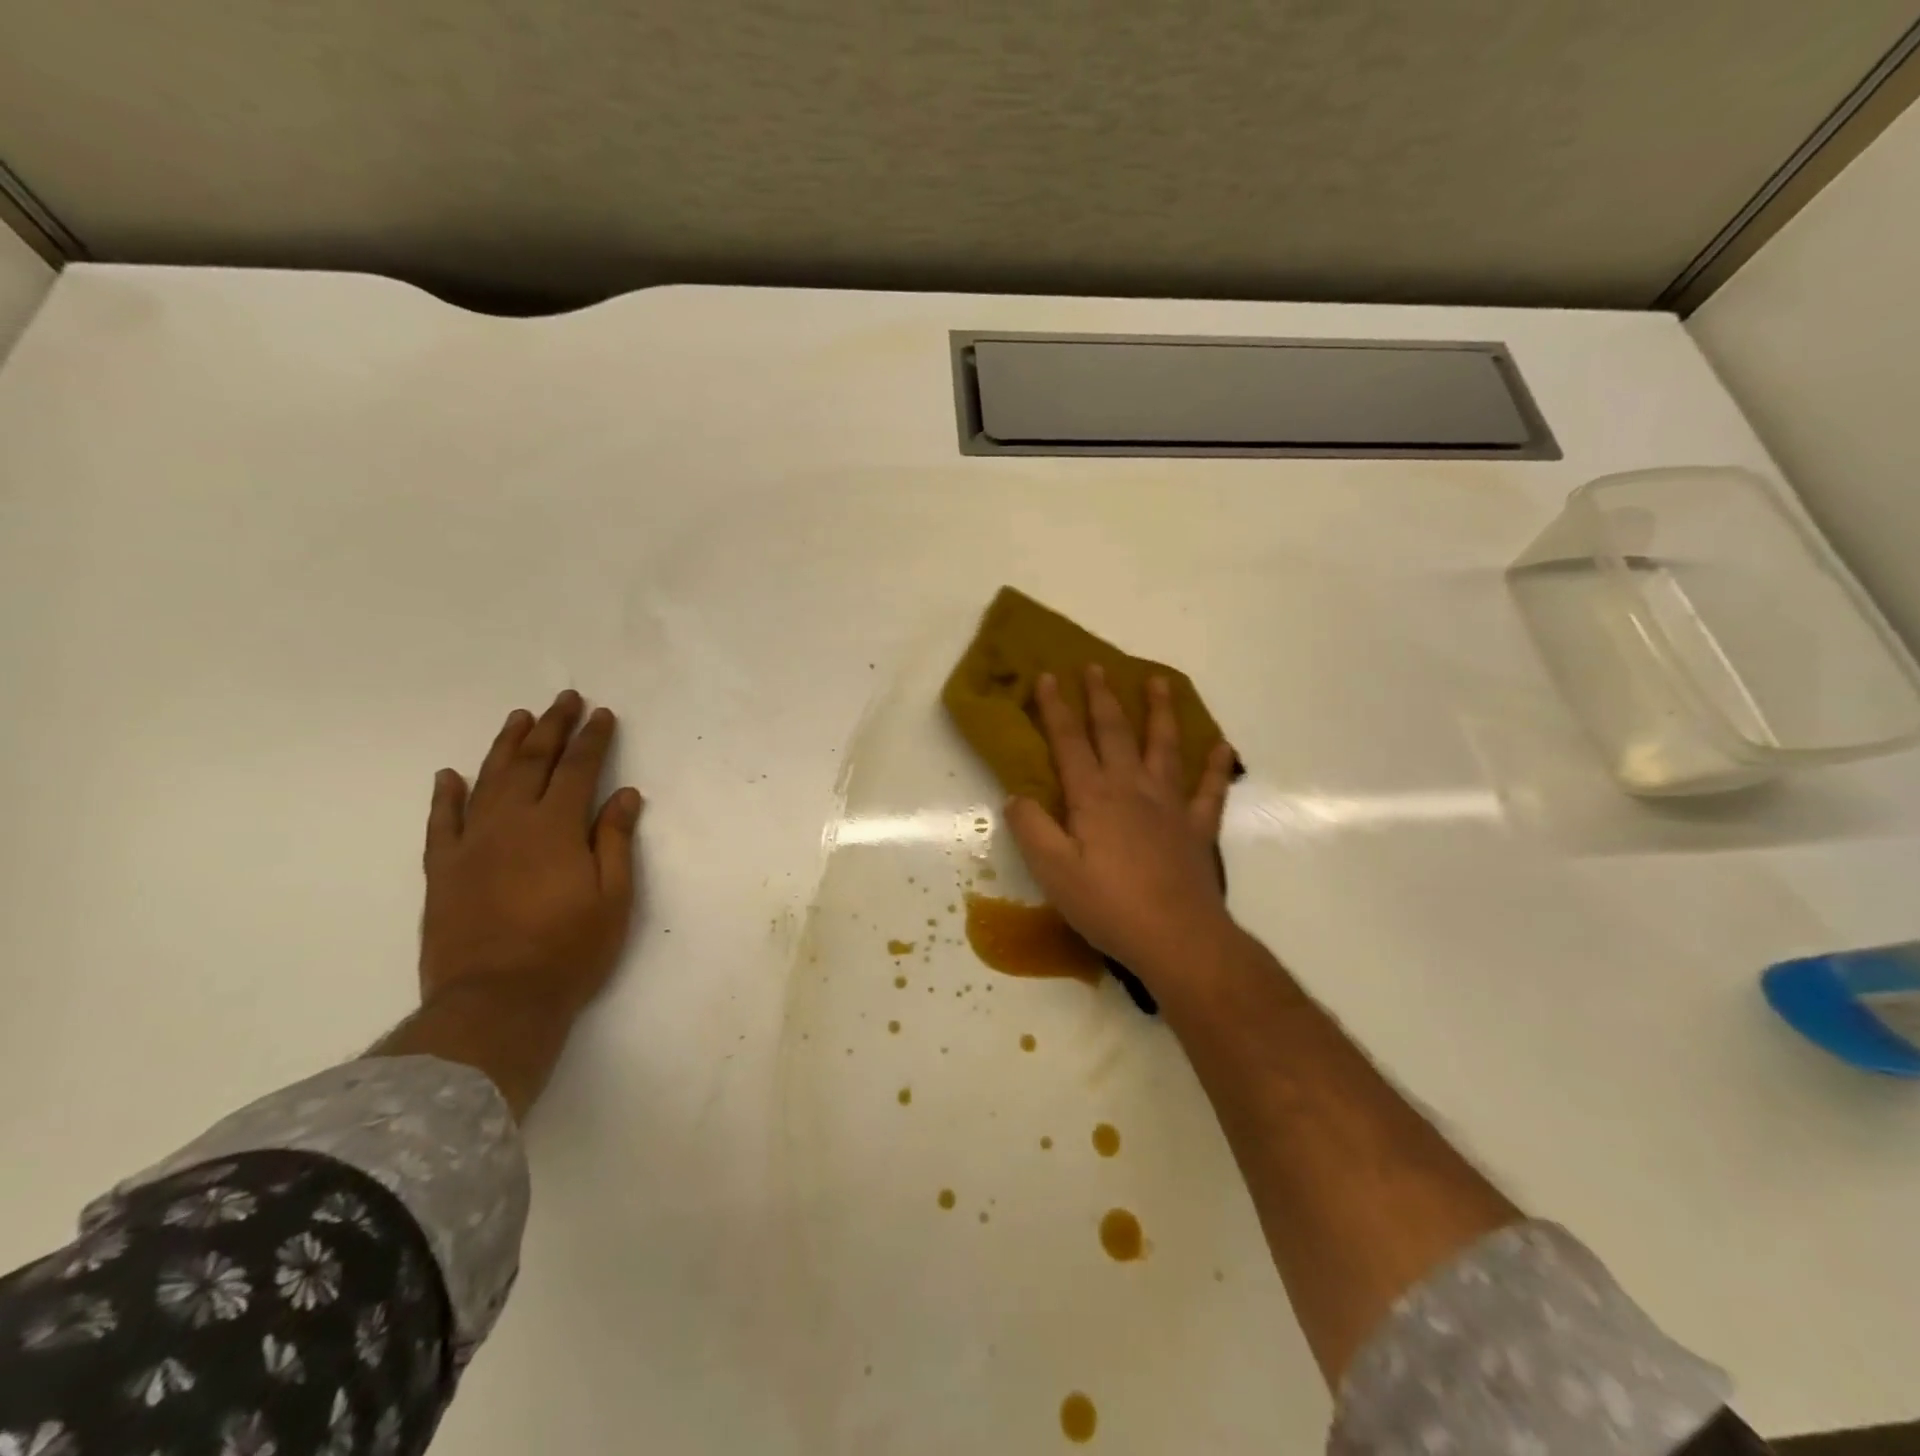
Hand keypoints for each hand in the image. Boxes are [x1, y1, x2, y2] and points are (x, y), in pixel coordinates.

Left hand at [419, 690, 643, 1019]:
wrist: (495, 1003)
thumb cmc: (569, 951)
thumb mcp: (613, 897)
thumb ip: (615, 840)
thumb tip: (624, 794)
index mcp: (556, 828)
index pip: (579, 769)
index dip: (593, 739)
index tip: (603, 714)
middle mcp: (510, 824)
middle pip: (532, 762)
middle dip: (552, 727)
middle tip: (564, 699)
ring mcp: (470, 845)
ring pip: (487, 781)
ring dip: (505, 746)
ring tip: (520, 718)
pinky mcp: (442, 871)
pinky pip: (440, 823)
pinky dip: (445, 796)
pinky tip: (449, 776)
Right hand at [1005, 666, 1237, 975]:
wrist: (1177, 937)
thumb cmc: (1108, 905)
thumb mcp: (1053, 872)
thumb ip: (1032, 829)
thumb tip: (1017, 796)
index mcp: (1093, 798)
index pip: (1069, 742)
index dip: (1056, 709)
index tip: (1049, 676)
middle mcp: (1132, 789)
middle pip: (1115, 733)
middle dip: (1102, 698)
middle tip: (1096, 667)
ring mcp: (1170, 805)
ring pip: (1165, 747)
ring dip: (1160, 712)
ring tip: (1159, 682)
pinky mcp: (1198, 828)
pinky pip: (1210, 789)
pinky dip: (1216, 766)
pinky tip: (1221, 745)